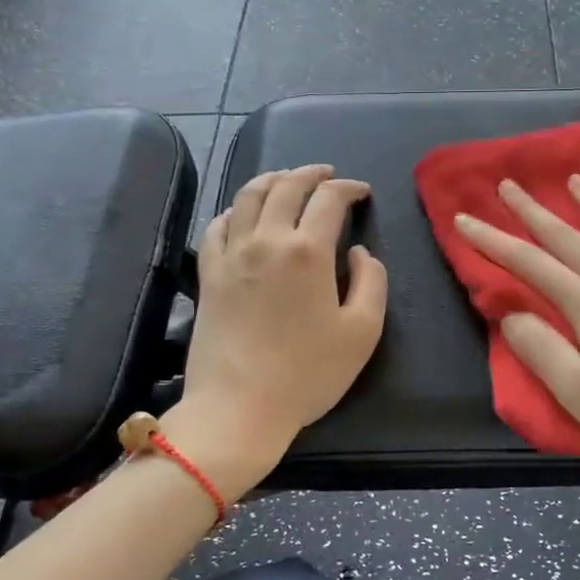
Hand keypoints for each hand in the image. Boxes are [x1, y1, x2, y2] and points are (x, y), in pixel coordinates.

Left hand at [174, 165, 387, 492]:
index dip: (349, 188)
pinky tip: (244, 215)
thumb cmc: (308, 374)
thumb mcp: (363, 332)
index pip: (329, 199)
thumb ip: (372, 282)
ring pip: (248, 197)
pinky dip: (236, 209)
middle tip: (327, 174)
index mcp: (308, 251)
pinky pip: (218, 225)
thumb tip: (358, 252)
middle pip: (286, 186)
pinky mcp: (208, 274)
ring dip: (272, 180)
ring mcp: (231, 255)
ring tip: (287, 179)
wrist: (239, 407)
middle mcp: (267, 240)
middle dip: (311, 173)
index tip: (361, 192)